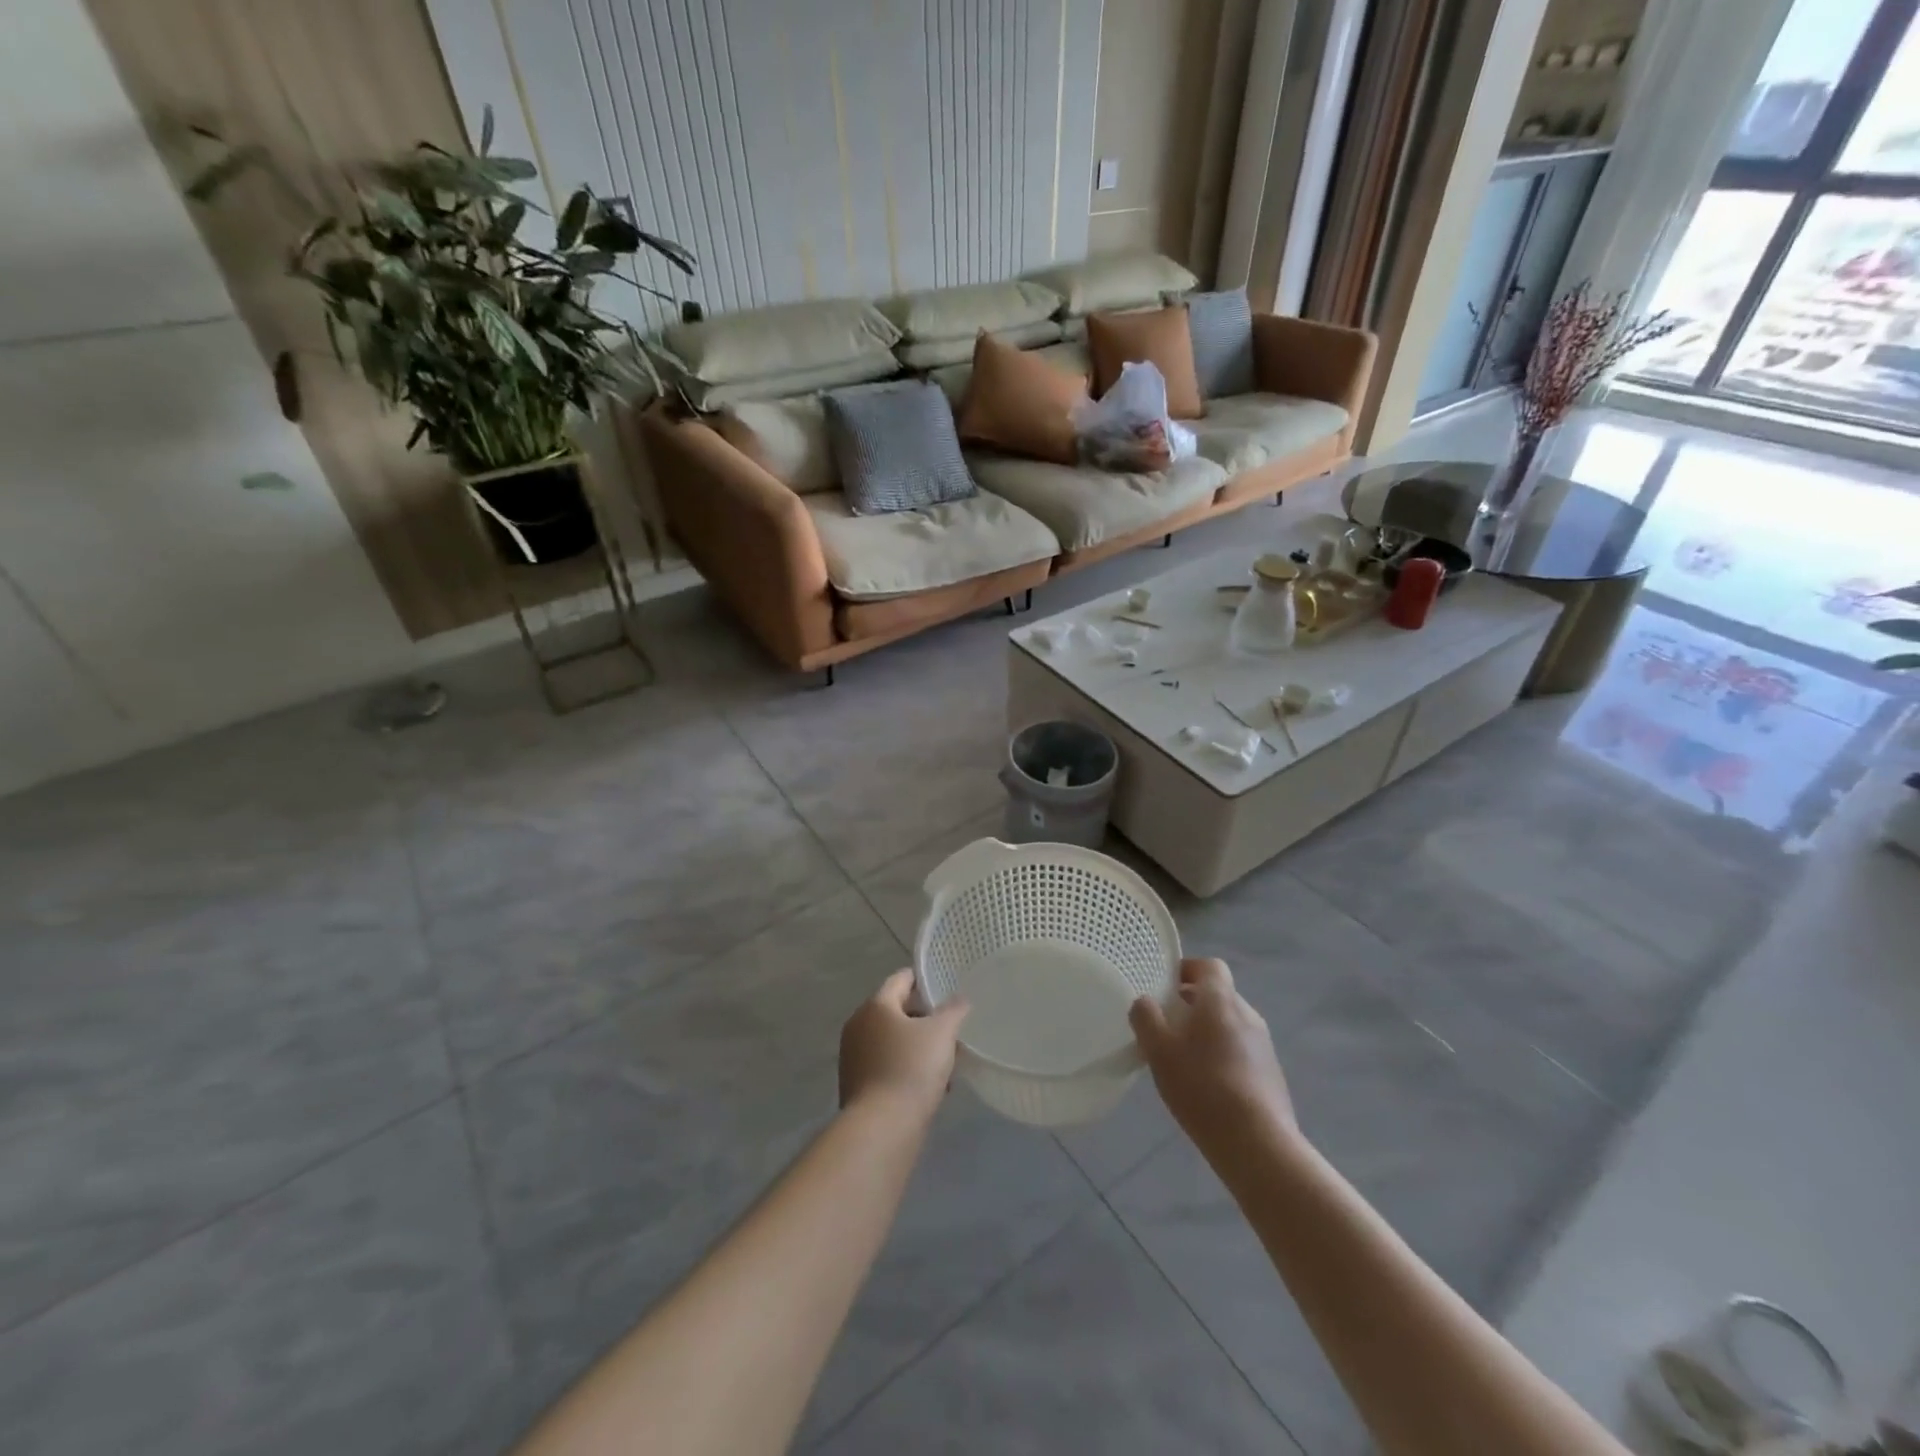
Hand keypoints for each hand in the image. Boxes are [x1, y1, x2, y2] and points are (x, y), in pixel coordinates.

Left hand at [839, 970, 968, 1118]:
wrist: (882, 1127)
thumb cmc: (911, 1068)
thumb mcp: (942, 1033)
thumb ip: (953, 1010)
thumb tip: (959, 998)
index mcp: (876, 1005)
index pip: (901, 979)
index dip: (924, 980)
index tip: (946, 988)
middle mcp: (859, 1025)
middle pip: (896, 1011)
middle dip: (925, 1019)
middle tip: (951, 1029)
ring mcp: (854, 1056)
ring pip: (893, 1041)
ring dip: (918, 1047)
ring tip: (946, 1063)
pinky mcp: (857, 1084)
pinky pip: (886, 1065)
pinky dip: (906, 1068)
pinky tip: (931, 1086)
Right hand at [1130, 958, 1295, 1153]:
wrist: (1259, 1145)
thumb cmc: (1203, 1087)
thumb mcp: (1159, 1051)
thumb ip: (1146, 1018)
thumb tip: (1144, 1001)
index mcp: (1221, 1000)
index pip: (1208, 965)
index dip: (1186, 970)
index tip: (1164, 987)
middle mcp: (1247, 1014)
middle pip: (1217, 995)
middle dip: (1191, 1005)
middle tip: (1165, 1026)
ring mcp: (1264, 1045)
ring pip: (1229, 1024)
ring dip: (1206, 1032)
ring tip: (1182, 1060)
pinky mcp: (1271, 1073)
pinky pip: (1241, 1050)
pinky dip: (1221, 1055)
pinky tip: (1206, 1086)